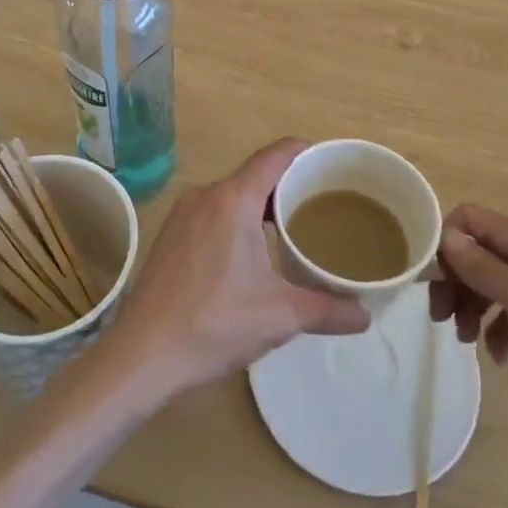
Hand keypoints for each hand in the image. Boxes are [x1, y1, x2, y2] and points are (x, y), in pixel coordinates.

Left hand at [107, 140, 370, 398]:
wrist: (142, 354)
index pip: (276, 156)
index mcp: (233, 200)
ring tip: (294, 229)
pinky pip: (214, 211)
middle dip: (290, 185)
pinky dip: (239, 218)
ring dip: (263, 205)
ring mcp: (183, 214)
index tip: (331, 164)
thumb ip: (327, 309)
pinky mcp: (171, 235)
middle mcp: (206, 195)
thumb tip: (365, 316)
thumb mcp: (279, 316)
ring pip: (233, 194)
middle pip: (256, 174)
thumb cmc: (213, 324)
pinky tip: (253, 251)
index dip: (306, 153)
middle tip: (324, 204)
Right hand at [429, 205, 507, 446]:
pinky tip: (499, 356)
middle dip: (453, 280)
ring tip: (464, 339)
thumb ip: (482, 266)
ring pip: (489, 281)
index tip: (432, 280)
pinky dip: (496, 328)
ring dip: (470, 305)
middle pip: (475, 251)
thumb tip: (445, 236)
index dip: (445, 242)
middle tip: (440, 318)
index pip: (468, 218)